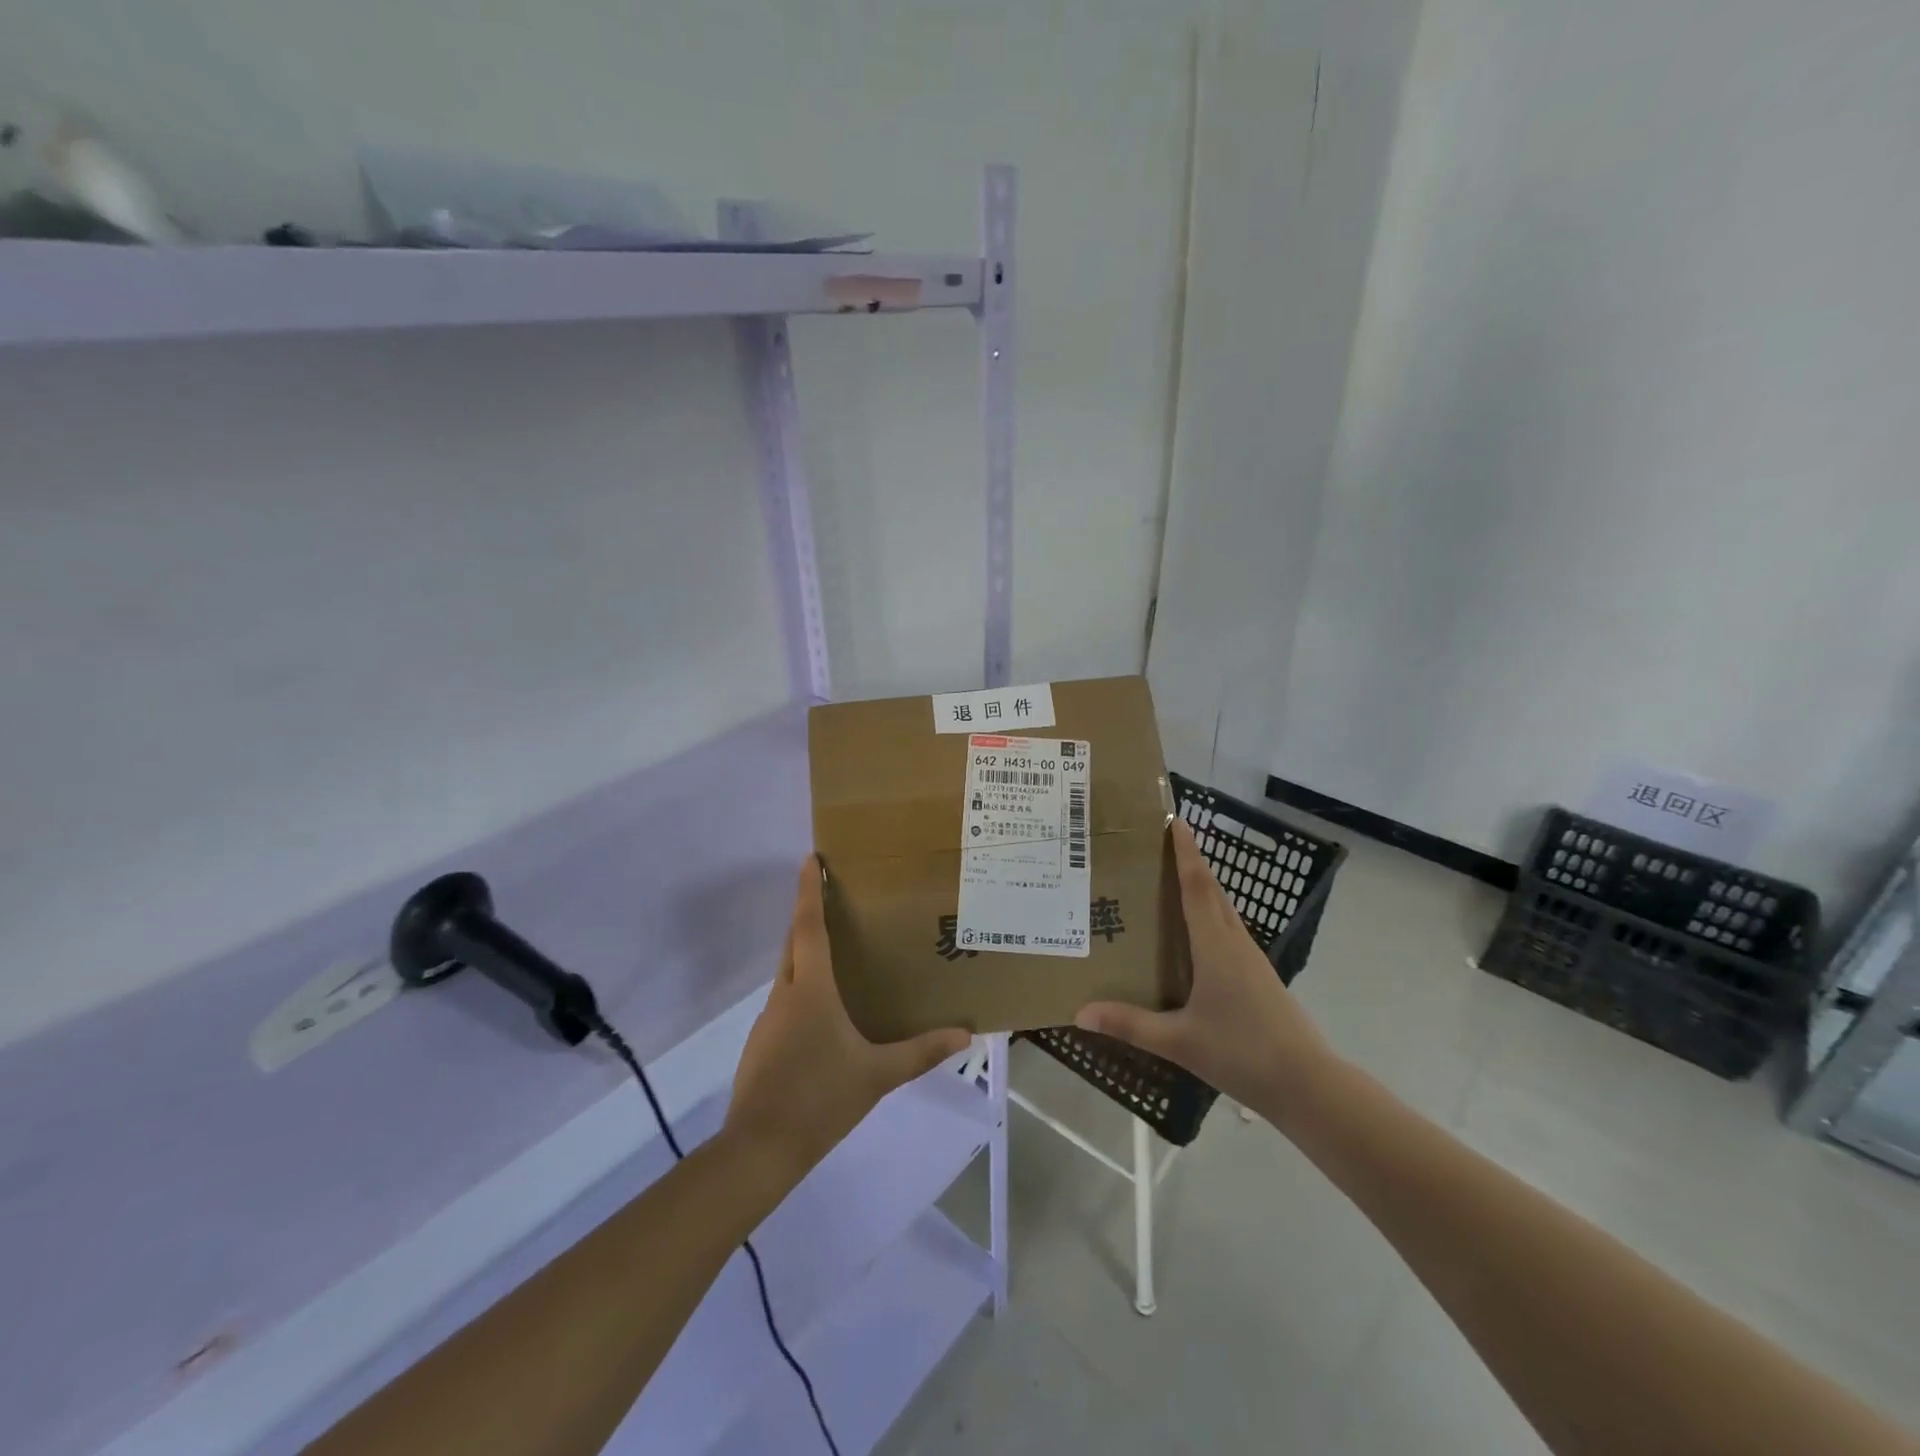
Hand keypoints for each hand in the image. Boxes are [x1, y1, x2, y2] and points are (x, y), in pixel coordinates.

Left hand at [726, 857, 970, 1178]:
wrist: (760, 1149)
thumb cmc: (821, 1098)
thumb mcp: (878, 1074)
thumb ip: (921, 1052)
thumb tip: (965, 1034)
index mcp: (811, 990)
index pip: (808, 927)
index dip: (809, 890)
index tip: (810, 858)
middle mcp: (785, 995)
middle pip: (792, 942)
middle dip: (806, 915)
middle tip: (830, 897)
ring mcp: (768, 1021)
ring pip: (787, 973)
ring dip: (805, 955)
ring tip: (836, 956)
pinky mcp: (761, 1045)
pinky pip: (784, 1002)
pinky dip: (801, 990)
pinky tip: (822, 1017)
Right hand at [1076, 819, 1335, 1128]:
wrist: (1309, 1085)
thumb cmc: (1242, 1052)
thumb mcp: (1179, 1041)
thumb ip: (1130, 1024)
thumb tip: (1080, 1013)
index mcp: (1216, 946)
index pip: (1197, 887)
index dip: (1186, 853)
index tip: (1176, 820)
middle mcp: (1235, 943)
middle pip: (1212, 891)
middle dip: (1191, 862)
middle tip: (1162, 844)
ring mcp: (1252, 960)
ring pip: (1224, 911)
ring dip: (1202, 887)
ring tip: (1173, 880)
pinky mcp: (1259, 977)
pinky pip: (1229, 931)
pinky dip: (1210, 915)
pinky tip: (1196, 935)